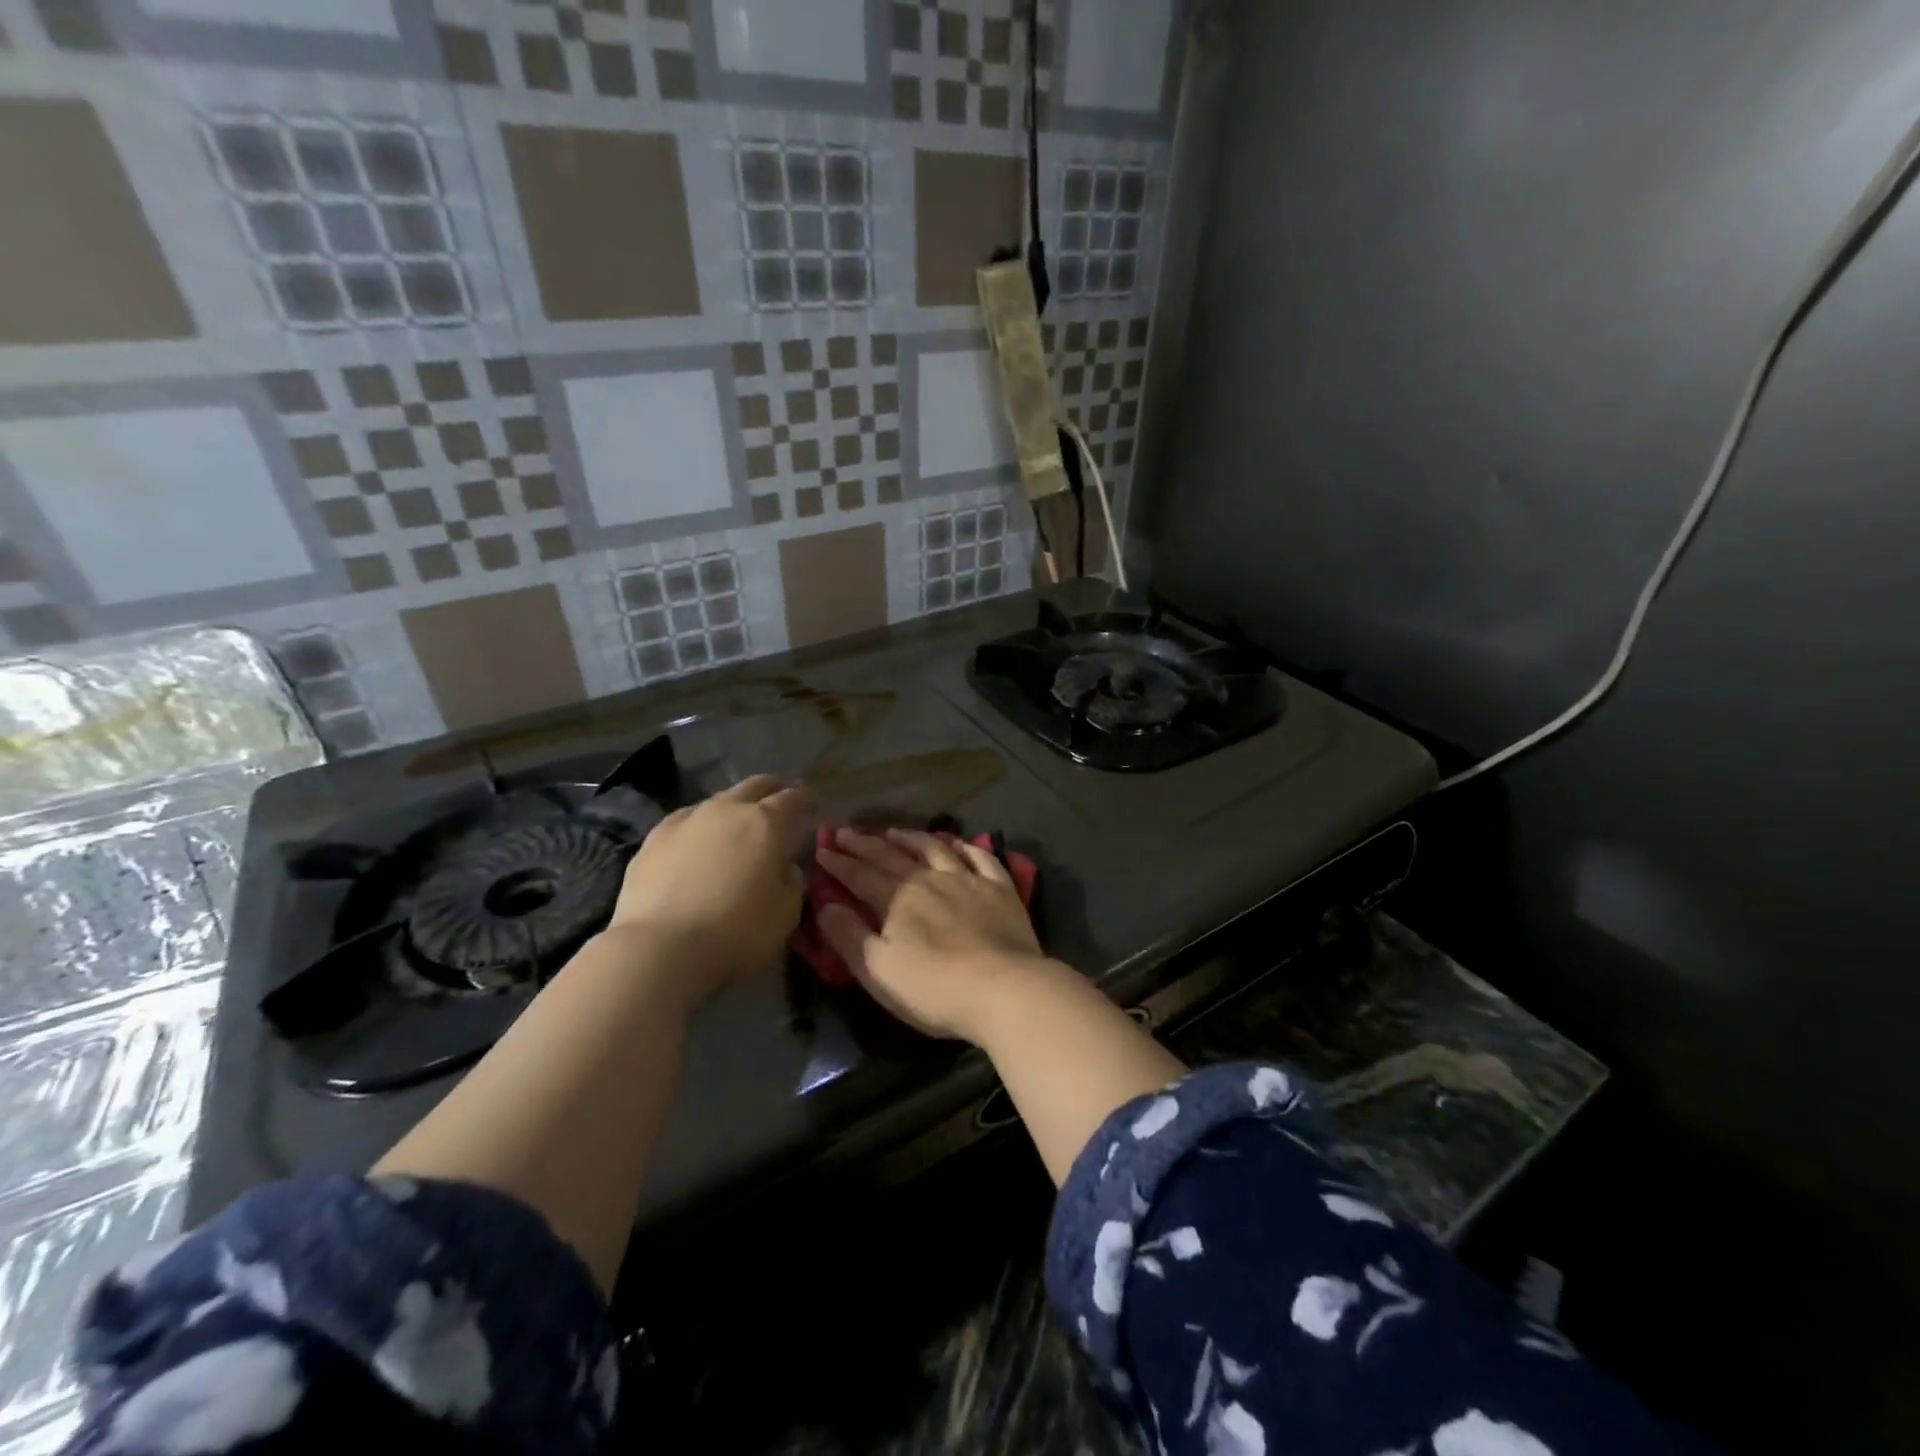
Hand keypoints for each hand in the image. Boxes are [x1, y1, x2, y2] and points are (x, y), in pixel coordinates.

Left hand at [604, 775, 814, 1004]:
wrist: (660, 948)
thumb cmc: (736, 932)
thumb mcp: (786, 913)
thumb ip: (791, 882)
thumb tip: (785, 867)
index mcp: (767, 823)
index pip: (793, 798)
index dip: (806, 799)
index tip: (813, 806)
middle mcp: (728, 810)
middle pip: (756, 785)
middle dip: (773, 789)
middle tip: (782, 801)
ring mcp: (688, 819)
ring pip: (719, 799)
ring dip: (736, 807)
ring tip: (739, 824)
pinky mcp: (654, 838)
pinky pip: (687, 820)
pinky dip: (701, 825)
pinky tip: (699, 841)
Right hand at [816, 828, 1056, 1043]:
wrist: (1003, 988)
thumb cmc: (934, 988)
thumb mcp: (878, 971)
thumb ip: (849, 937)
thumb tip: (825, 906)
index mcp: (897, 900)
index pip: (860, 876)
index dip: (839, 864)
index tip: (822, 850)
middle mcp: (929, 880)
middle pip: (892, 856)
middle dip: (865, 843)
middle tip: (845, 831)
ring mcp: (968, 880)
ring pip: (935, 848)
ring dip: (911, 838)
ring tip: (894, 831)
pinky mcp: (1000, 889)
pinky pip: (981, 858)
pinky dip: (966, 847)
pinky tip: (958, 843)